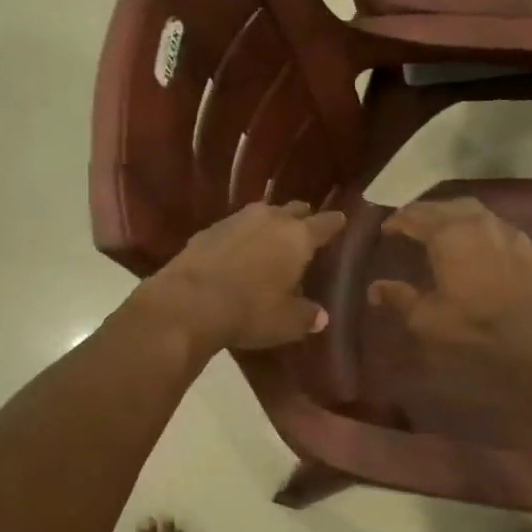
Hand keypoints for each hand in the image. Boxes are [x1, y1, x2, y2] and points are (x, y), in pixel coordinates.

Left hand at [135, 201, 346, 353]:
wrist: (189, 302)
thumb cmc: (250, 311)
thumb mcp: (286, 323)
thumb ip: (307, 316)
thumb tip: (321, 316)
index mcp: (297, 237)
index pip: (325, 223)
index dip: (335, 223)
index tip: (342, 220)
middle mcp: (270, 219)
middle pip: (294, 209)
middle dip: (302, 217)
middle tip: (307, 229)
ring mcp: (236, 220)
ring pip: (262, 213)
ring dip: (270, 223)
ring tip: (272, 237)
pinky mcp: (208, 229)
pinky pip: (234, 227)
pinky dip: (241, 235)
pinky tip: (238, 250)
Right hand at [366, 198, 531, 368]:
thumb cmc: (475, 324)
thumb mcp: (427, 317)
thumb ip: (399, 297)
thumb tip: (374, 289)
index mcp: (445, 234)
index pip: (413, 217)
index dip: (396, 220)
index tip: (386, 228)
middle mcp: (473, 221)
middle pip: (440, 206)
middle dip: (420, 211)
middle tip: (408, 222)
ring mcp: (502, 228)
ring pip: (469, 208)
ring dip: (448, 212)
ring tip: (439, 225)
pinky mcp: (523, 240)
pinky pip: (491, 221)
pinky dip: (474, 223)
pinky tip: (474, 238)